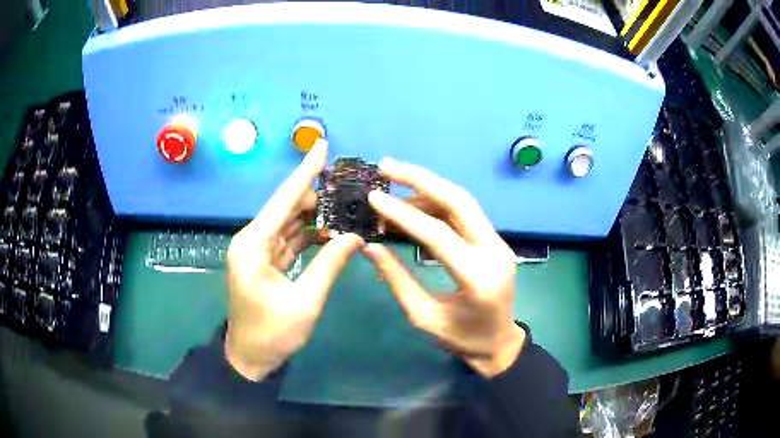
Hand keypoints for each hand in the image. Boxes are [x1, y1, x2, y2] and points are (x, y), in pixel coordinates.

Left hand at [225, 140, 362, 380]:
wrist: (250, 357)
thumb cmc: (272, 333)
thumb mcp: (305, 301)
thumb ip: (329, 265)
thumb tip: (355, 236)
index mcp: (253, 244)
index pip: (284, 199)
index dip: (305, 172)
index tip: (321, 146)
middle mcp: (252, 240)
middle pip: (287, 208)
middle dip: (316, 195)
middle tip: (349, 187)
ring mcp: (258, 250)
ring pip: (289, 222)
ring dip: (315, 215)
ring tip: (346, 204)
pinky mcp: (265, 261)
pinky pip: (290, 239)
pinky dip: (309, 234)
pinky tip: (331, 229)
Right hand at [363, 158, 524, 377]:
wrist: (499, 344)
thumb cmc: (462, 340)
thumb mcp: (424, 317)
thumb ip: (398, 281)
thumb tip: (370, 247)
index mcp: (478, 278)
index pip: (438, 235)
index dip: (403, 213)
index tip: (373, 197)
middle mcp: (494, 251)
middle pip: (459, 201)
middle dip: (420, 178)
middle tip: (386, 166)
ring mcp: (498, 243)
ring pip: (463, 202)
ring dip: (427, 188)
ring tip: (392, 188)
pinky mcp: (494, 241)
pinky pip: (465, 213)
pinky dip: (437, 203)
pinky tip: (414, 205)